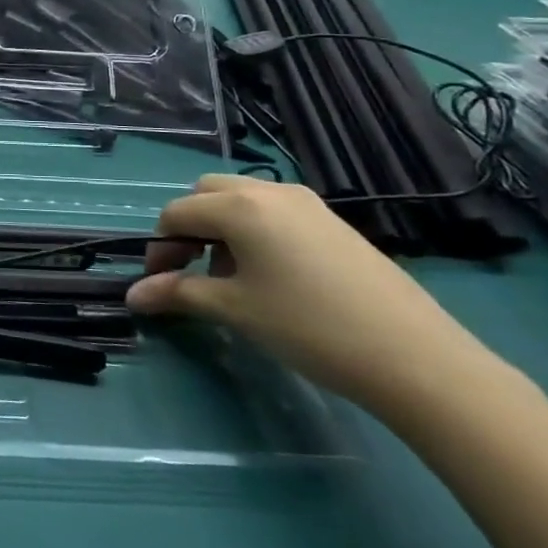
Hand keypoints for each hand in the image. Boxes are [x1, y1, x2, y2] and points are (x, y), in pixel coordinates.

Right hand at [126, 175, 486, 410]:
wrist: (414, 356)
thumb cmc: (308, 327)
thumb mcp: (235, 310)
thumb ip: (178, 294)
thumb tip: (132, 296)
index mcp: (240, 206)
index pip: (177, 213)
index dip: (159, 248)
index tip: (158, 285)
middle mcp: (270, 191)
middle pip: (207, 193)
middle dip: (189, 227)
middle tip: (191, 270)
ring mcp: (308, 204)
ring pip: (243, 199)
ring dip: (221, 228)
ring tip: (230, 279)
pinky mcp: (334, 223)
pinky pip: (275, 213)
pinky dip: (255, 232)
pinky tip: (271, 278)